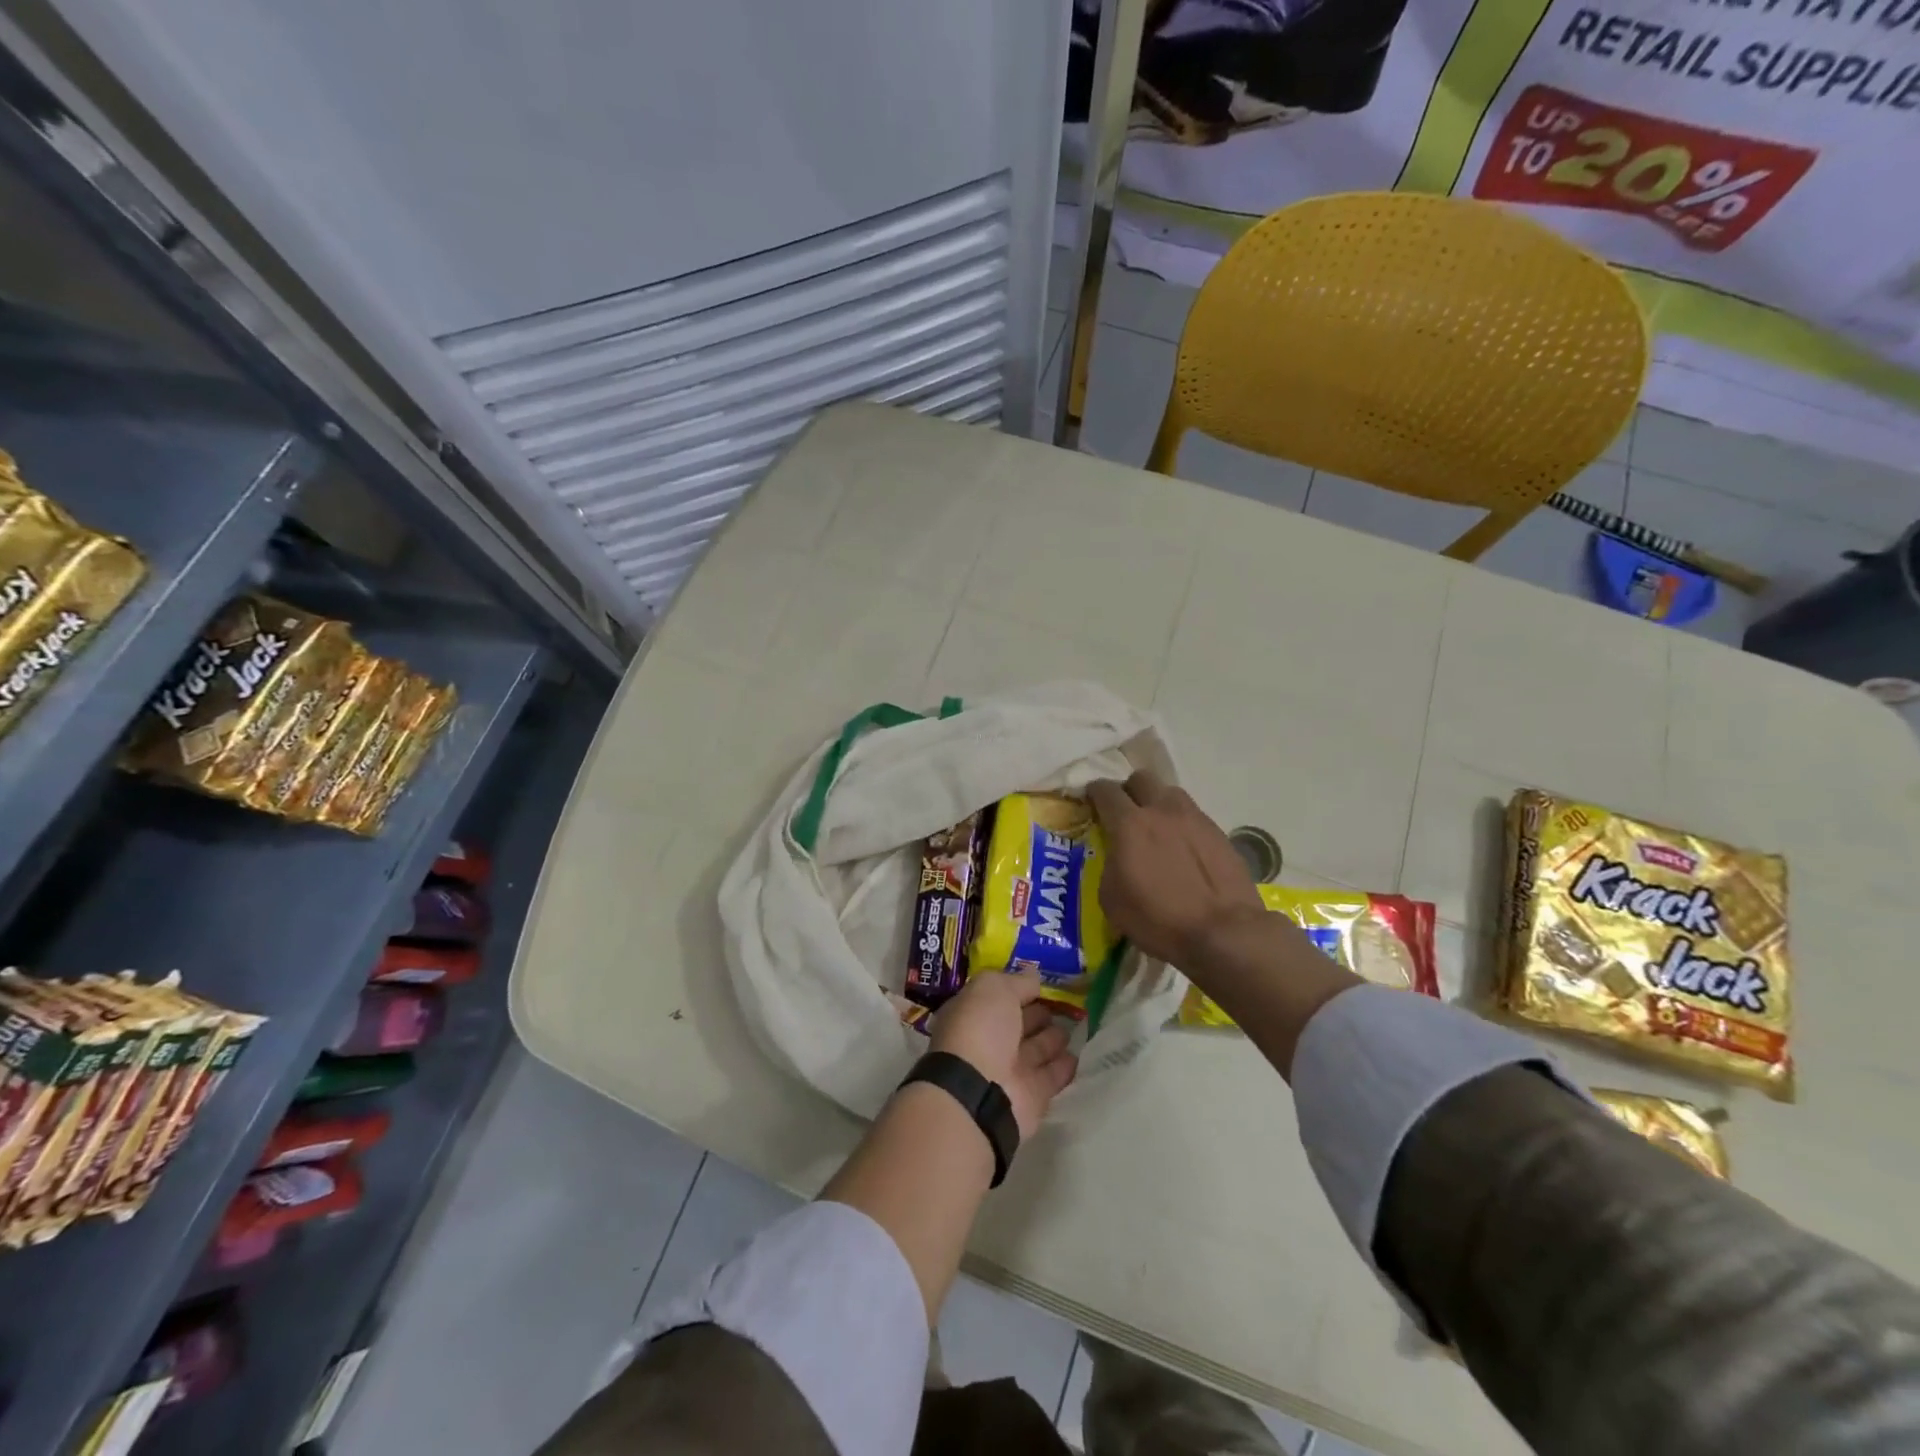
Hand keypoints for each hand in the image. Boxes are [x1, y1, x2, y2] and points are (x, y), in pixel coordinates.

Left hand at [929, 973, 1076, 1138]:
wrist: (980, 1092)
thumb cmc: (980, 1029)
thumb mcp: (994, 989)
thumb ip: (1017, 982)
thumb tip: (1034, 976)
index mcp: (973, 1014)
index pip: (1000, 998)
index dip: (1019, 990)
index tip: (1043, 984)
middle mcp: (989, 1042)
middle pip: (1019, 1024)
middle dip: (1038, 1015)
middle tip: (1064, 1005)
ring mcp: (1010, 1071)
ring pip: (1037, 1050)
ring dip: (1053, 1039)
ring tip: (1075, 1026)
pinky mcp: (1032, 1097)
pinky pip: (1051, 1077)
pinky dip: (1064, 1067)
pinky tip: (1078, 1054)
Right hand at [1087, 770, 1266, 969]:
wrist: (1223, 932)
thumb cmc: (1158, 919)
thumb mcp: (1112, 899)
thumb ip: (1109, 865)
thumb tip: (1117, 857)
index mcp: (1130, 824)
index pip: (1105, 790)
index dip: (1094, 792)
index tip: (1090, 802)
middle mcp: (1162, 810)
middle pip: (1141, 779)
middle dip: (1129, 791)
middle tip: (1125, 813)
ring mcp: (1195, 819)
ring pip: (1170, 794)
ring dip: (1158, 804)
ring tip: (1158, 830)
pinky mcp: (1219, 833)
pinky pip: (1193, 817)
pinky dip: (1182, 826)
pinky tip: (1183, 851)